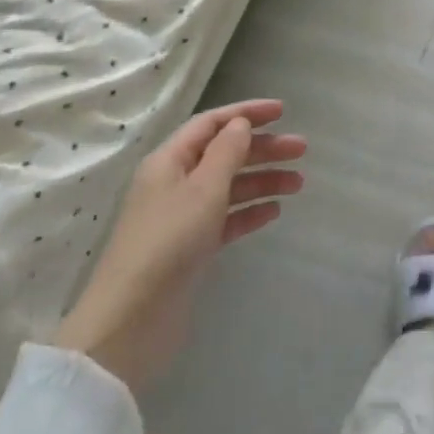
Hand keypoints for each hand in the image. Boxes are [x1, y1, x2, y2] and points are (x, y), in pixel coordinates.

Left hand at [54, 98, 304, 392]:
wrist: (132, 321)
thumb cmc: (169, 242)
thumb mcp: (203, 189)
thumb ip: (226, 152)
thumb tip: (240, 124)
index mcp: (170, 161)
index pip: (211, 123)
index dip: (246, 113)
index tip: (283, 112)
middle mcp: (175, 183)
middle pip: (224, 154)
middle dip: (263, 148)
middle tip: (302, 150)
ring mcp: (183, 217)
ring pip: (230, 186)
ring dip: (263, 180)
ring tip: (299, 183)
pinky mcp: (191, 247)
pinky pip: (226, 218)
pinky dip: (250, 211)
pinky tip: (274, 212)